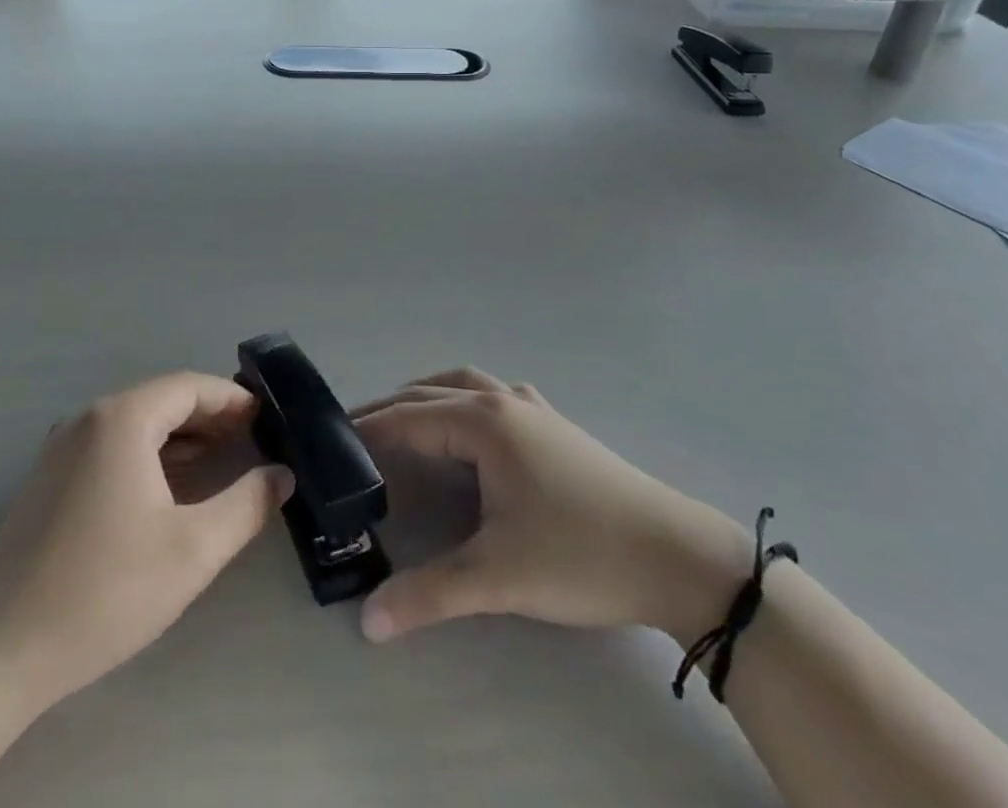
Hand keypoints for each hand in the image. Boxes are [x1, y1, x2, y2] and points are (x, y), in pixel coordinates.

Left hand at [0, 372, 292, 712]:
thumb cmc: (103, 591)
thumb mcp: (192, 550)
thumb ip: (246, 505)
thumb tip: (282, 475)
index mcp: (122, 420)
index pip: (189, 386)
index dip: (231, 399)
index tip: (266, 418)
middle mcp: (89, 419)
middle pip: (162, 400)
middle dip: (209, 416)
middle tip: (251, 440)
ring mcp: (62, 447)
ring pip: (136, 424)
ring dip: (180, 436)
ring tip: (220, 461)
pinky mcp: (48, 478)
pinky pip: (111, 446)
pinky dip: (148, 454)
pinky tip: (168, 488)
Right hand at [352, 368, 751, 644]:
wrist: (676, 554)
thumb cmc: (580, 555)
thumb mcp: (499, 577)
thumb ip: (429, 595)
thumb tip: (367, 620)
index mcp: (484, 423)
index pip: (410, 418)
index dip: (369, 429)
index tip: (332, 441)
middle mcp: (503, 402)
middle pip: (432, 393)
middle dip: (391, 409)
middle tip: (356, 434)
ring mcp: (534, 409)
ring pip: (466, 386)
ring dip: (429, 397)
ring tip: (404, 423)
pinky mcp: (555, 425)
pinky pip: (495, 396)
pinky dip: (466, 401)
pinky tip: (471, 429)